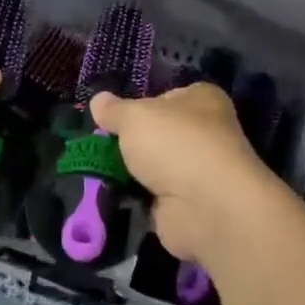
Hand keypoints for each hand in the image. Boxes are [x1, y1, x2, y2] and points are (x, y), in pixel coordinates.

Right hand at [90, 84, 278, 260]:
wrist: (205, 207)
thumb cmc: (174, 145)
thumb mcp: (134, 117)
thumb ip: (114, 110)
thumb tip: (98, 100)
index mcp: (202, 100)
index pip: (167, 96)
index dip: (140, 104)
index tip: (114, 116)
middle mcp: (206, 132)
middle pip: (159, 133)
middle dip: (132, 141)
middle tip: (99, 144)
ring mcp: (198, 171)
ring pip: (154, 166)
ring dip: (131, 171)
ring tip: (98, 169)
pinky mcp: (188, 204)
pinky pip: (153, 195)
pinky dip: (136, 197)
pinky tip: (113, 194)